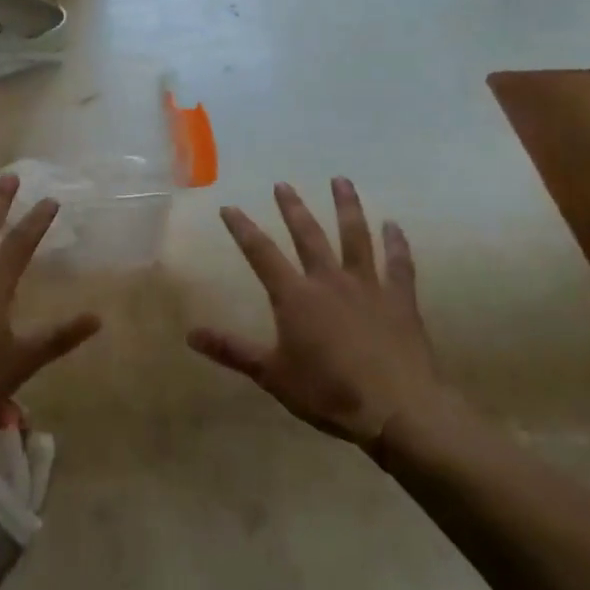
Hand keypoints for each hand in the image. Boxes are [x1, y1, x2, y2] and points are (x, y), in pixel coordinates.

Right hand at [189, 179, 448, 446]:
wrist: (397, 409)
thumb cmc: (329, 392)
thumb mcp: (272, 375)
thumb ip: (232, 351)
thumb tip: (189, 334)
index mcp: (295, 296)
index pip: (261, 254)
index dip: (243, 229)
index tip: (229, 207)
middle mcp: (329, 280)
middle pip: (308, 235)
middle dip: (293, 208)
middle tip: (283, 184)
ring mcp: (367, 286)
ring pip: (355, 237)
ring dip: (347, 207)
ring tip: (341, 181)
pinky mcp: (400, 300)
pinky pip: (398, 265)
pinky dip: (397, 244)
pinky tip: (394, 226)